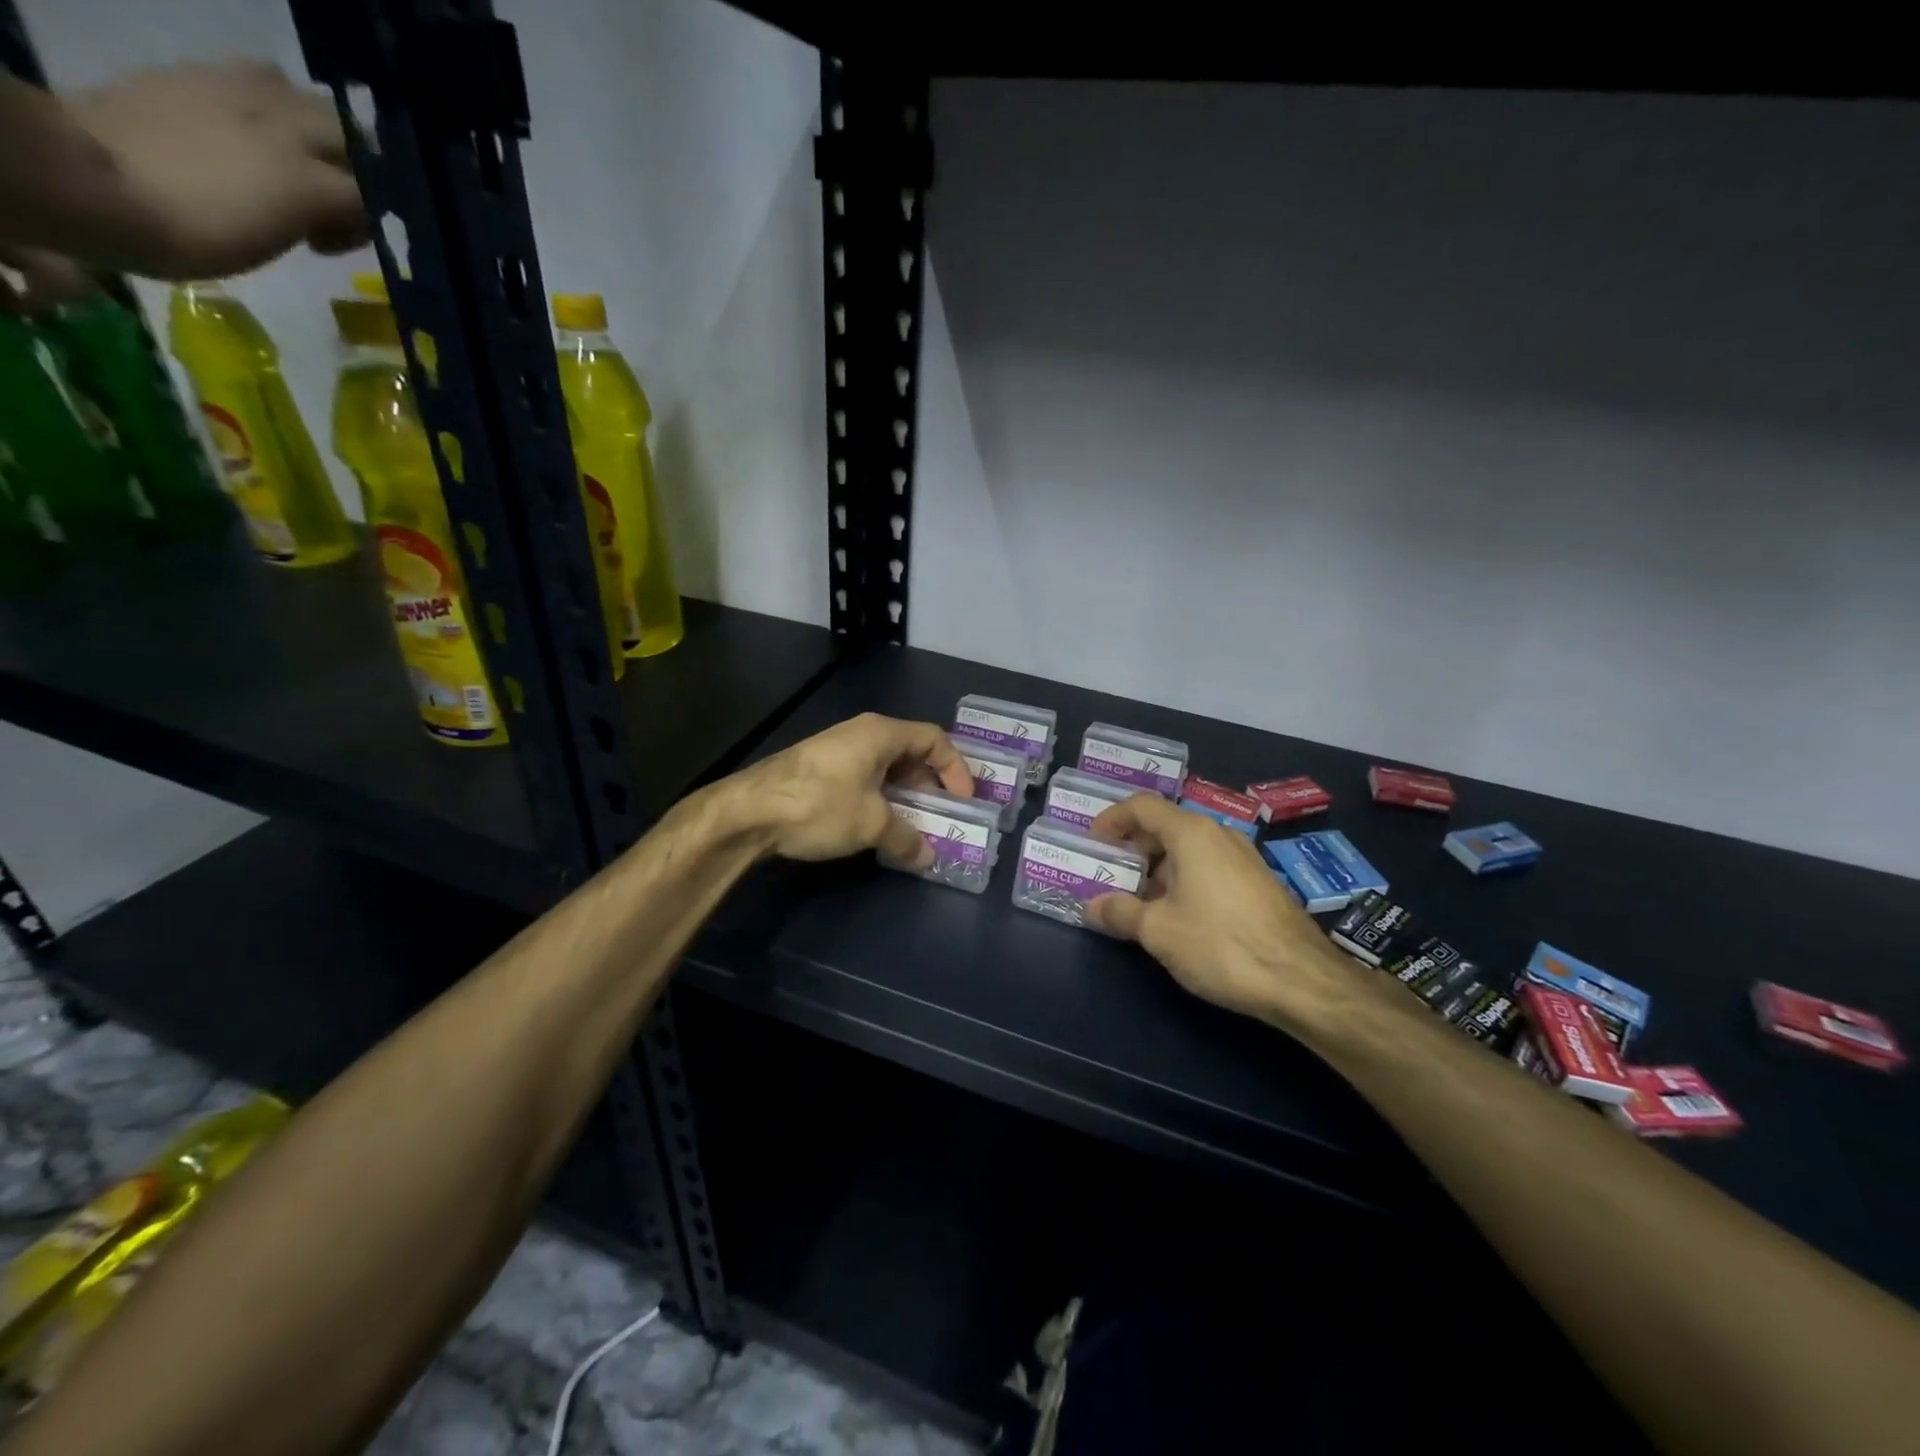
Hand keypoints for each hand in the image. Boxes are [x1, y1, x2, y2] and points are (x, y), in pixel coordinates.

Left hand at [65, 62, 365, 277]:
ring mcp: (231, 91)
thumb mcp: (278, 240)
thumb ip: (326, 216)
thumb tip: (347, 212)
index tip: (348, 243)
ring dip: (309, 127)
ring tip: (293, 161)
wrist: (88, 181)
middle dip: (353, 167)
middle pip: (346, 135)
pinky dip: (264, 103)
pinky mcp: (190, 77)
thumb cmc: (193, 231)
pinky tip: (248, 135)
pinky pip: (248, 78)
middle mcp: (283, 125)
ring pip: (301, 97)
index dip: (371, 219)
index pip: (374, 192)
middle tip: (332, 202)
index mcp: (309, 175)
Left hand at [734, 713, 972, 867]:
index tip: (964, 800)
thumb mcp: (871, 824)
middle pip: (911, 752)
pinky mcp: (819, 769)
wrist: (748, 812)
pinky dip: (880, 798)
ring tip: (915, 825)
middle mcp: (861, 733)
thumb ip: (906, 838)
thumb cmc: (820, 805)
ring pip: (886, 768)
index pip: (934, 739)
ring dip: (905, 795)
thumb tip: (928, 857)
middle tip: (944, 814)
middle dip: (931, 784)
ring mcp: (837, 750)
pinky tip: (878, 826)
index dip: (956, 768)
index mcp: (881, 733)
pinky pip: (864, 778)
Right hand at [1084, 794, 1357, 1028]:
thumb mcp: (1158, 931)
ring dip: (1157, 869)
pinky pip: (1209, 868)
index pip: (1143, 806)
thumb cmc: (1221, 944)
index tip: (1092, 842)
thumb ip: (1120, 912)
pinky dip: (1183, 881)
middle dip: (1133, 848)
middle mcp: (1219, 836)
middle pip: (1165, 826)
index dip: (1112, 819)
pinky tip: (1176, 917)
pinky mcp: (1258, 885)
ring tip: (1137, 901)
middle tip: (1109, 873)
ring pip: (1188, 850)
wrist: (1302, 981)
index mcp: (1191, 833)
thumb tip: (1091, 906)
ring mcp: (1243, 859)